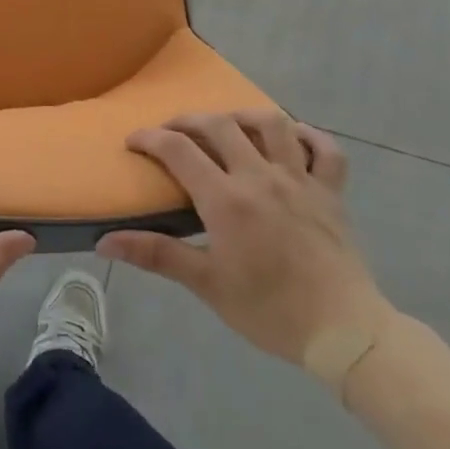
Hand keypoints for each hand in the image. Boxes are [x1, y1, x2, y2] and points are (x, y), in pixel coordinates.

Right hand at [99, 111, 394, 384]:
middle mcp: (261, 177)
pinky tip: (291, 141)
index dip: (150, 138)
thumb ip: (156, 255)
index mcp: (226, 199)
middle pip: (220, 125)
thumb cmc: (270, 310)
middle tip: (172, 132)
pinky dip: (308, 136)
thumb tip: (104, 241)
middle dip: (188, 121)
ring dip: (243, 116)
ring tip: (227, 125)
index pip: (178, 149)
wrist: (344, 332)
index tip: (133, 142)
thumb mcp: (207, 285)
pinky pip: (325, 149)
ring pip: (272, 124)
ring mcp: (301, 180)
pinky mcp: (331, 192)